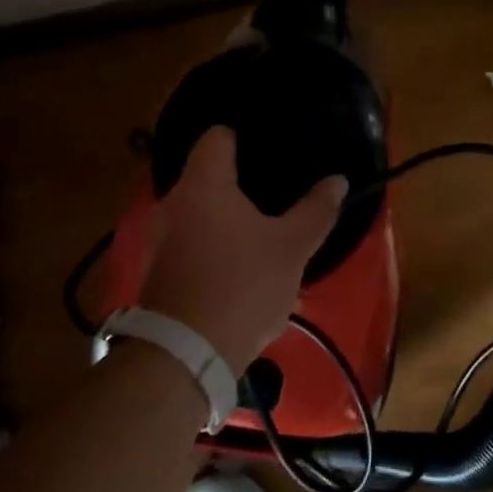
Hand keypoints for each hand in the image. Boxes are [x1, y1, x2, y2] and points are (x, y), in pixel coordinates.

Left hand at [138, 128, 346, 374]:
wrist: (185, 355)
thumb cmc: (243, 285)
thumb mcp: (291, 247)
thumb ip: (316, 210)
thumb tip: (337, 180)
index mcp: (204, 183)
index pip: (217, 137)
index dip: (242, 137)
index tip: (268, 148)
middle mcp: (173, 201)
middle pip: (206, 175)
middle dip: (238, 184)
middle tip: (273, 194)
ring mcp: (159, 237)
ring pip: (198, 213)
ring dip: (224, 219)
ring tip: (259, 234)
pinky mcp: (155, 269)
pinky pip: (188, 242)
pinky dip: (210, 246)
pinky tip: (236, 267)